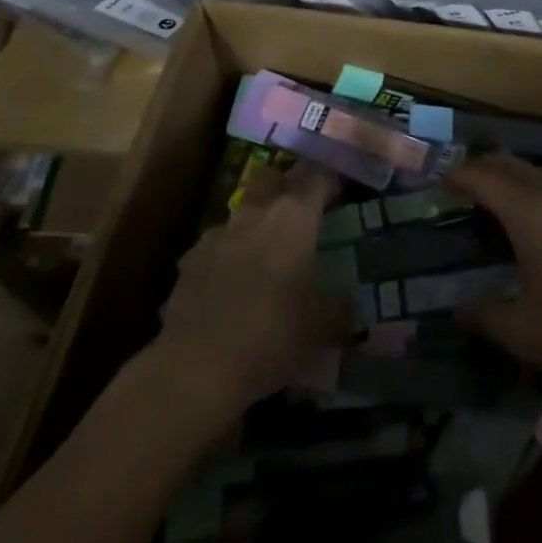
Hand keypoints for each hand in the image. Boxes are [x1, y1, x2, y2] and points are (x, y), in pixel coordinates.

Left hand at [153, 161, 350, 417]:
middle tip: (301, 211)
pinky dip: (227, 256)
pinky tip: (232, 286)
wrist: (198, 367)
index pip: (316, 175)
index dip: (330, 177)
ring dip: (255, 223)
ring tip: (266, 255)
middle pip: (271, 176)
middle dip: (286, 185)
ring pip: (241, 211)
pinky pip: (216, 245)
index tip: (340, 189)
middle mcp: (255, 212)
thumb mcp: (323, 328)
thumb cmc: (272, 335)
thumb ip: (341, 308)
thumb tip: (351, 304)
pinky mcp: (190, 260)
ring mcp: (217, 233)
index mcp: (293, 216)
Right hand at [447, 152, 541, 392]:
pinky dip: (535, 188)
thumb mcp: (522, 332)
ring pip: (540, 172)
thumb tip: (456, 310)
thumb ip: (485, 317)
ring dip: (513, 173)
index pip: (485, 178)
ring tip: (495, 192)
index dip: (458, 175)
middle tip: (458, 183)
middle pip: (512, 165)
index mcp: (529, 214)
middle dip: (482, 166)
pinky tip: (533, 219)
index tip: (435, 178)